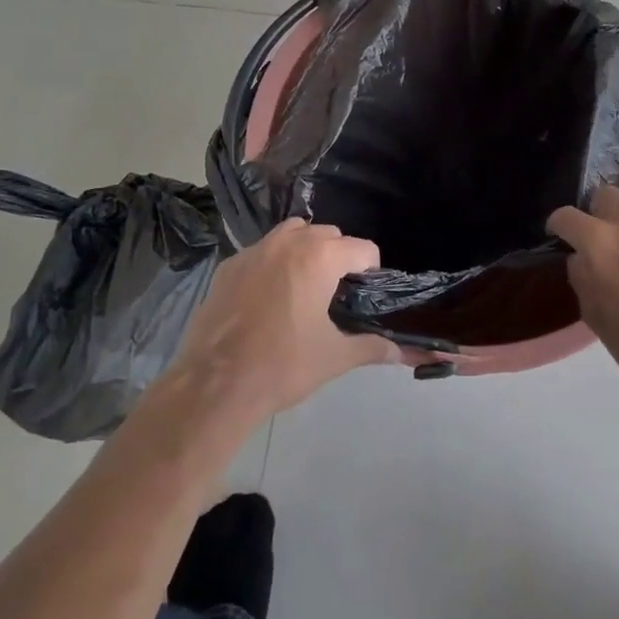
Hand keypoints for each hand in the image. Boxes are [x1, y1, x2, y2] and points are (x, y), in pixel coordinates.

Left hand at [168, 219, 398, 417]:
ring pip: (291, 233)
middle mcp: (287, 243)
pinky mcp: (227, 266)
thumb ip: (372, 347)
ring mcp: (253, 251)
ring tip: (306, 286)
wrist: (214, 385)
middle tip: (338, 293)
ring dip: (306, 250)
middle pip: (328, 234)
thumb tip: (403, 353)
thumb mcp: (335, 357)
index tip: (366, 294)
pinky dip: (273, 263)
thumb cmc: (283, 366)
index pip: (362, 248)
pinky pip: (261, 251)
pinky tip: (268, 297)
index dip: (372, 270)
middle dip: (339, 256)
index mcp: (319, 258)